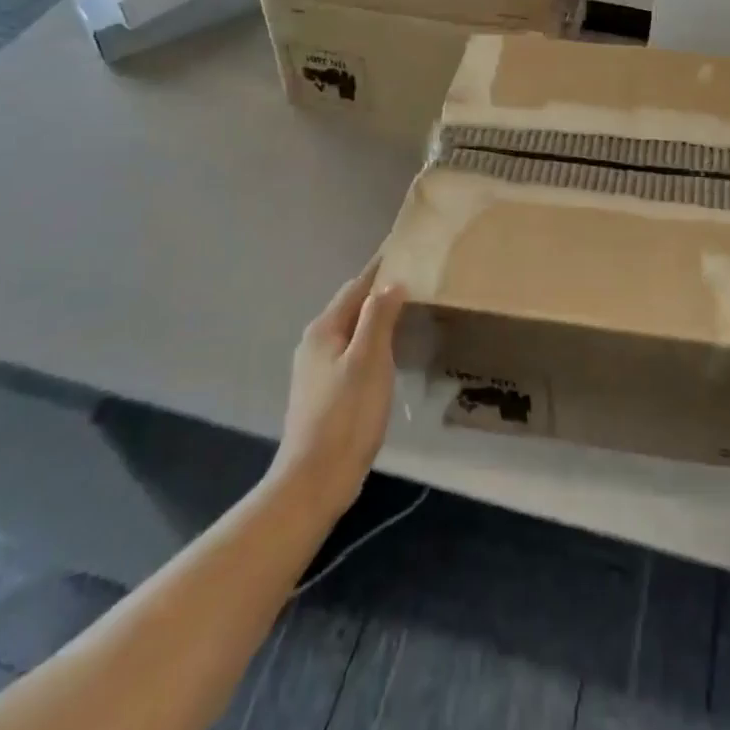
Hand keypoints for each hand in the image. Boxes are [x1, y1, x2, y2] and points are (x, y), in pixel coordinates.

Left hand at [275, 259, 406, 507]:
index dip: (380, 268)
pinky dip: (371, 341)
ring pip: (351, 330)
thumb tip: (391, 283)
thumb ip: (379, 317)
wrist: (314, 481)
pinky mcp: (324, 393)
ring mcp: (316, 370)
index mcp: (324, 330)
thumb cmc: (346, 415)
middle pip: (351, 306)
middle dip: (379, 291)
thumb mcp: (369, 360)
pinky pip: (352, 352)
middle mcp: (315, 344)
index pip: (356, 286)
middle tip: (414, 277)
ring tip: (408, 309)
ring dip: (376, 317)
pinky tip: (389, 352)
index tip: (402, 248)